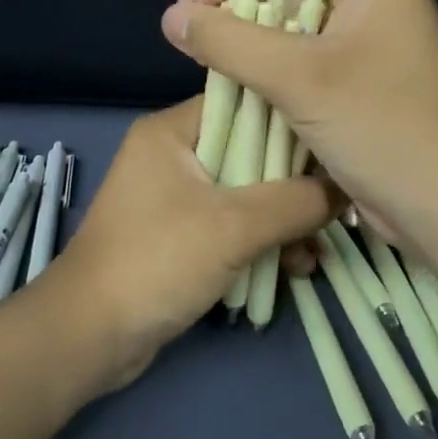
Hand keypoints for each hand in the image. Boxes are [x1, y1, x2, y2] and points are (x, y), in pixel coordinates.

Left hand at [35, 97, 332, 390]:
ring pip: (245, 193)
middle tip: (339, 203)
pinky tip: (296, 268)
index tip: (336, 141)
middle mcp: (172, 154)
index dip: (291, 118)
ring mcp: (174, 197)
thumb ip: (295, 201)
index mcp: (172, 131)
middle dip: (295, 181)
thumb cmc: (157, 261)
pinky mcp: (180, 235)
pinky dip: (261, 242)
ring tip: (319, 249)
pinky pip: (231, 226)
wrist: (91, 336)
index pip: (243, 102)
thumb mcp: (234, 226)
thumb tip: (346, 187)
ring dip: (283, 220)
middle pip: (249, 151)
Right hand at [160, 0, 437, 263]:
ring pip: (296, 0)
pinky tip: (231, 60)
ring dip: (249, 9)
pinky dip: (265, 41)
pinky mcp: (357, 69)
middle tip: (197, 5)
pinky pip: (302, 38)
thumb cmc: (381, 126)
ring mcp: (366, 32)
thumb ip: (228, 40)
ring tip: (204, 35)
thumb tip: (172, 16)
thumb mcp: (298, 77)